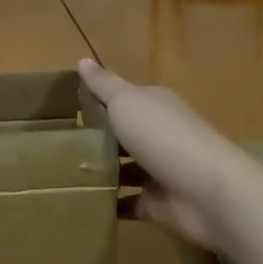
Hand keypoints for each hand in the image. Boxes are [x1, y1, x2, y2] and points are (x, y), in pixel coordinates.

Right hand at [78, 58, 251, 254]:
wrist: (209, 193)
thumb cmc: (163, 136)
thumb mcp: (126, 101)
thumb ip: (103, 85)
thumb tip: (82, 59)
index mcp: (153, 106)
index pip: (120, 99)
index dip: (93, 102)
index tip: (60, 110)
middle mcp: (158, 135)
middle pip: (120, 134)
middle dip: (92, 139)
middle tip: (52, 145)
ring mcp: (158, 171)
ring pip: (122, 169)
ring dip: (98, 172)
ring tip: (59, 175)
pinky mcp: (158, 204)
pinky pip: (127, 203)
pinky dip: (109, 204)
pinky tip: (80, 202)